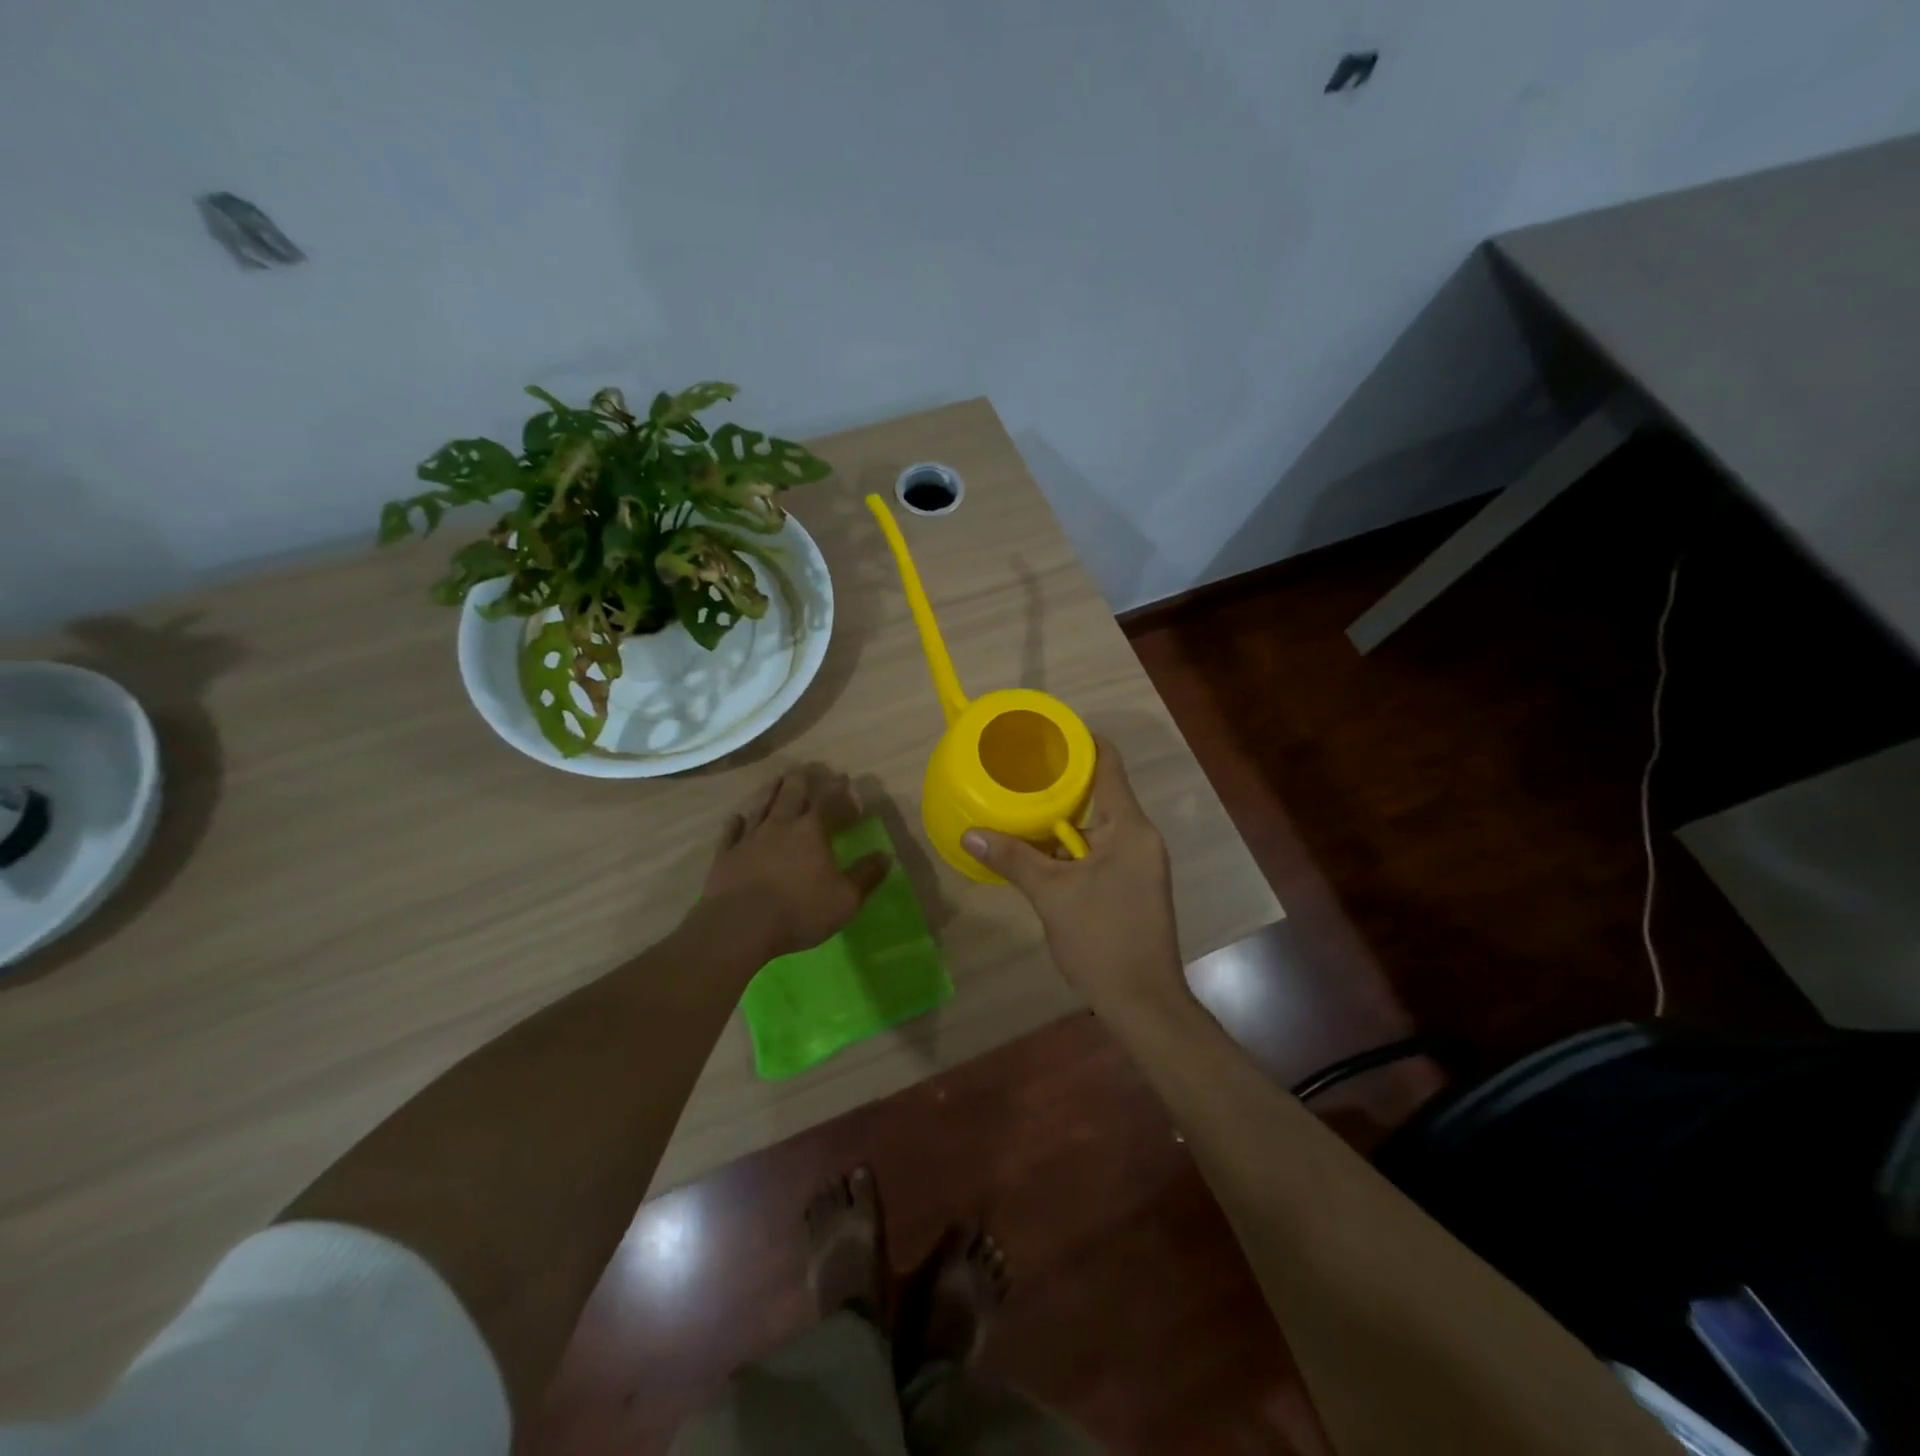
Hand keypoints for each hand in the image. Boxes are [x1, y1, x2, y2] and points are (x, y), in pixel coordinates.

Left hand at [701, 765, 890, 962]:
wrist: (739, 927)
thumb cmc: (799, 911)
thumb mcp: (845, 899)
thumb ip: (866, 876)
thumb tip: (885, 856)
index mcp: (810, 832)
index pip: (827, 802)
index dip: (836, 789)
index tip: (843, 778)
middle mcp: (779, 827)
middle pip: (790, 795)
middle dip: (799, 780)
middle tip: (801, 767)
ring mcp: (749, 839)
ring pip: (761, 807)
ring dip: (769, 792)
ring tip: (775, 780)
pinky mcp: (725, 856)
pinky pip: (731, 833)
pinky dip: (735, 823)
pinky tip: (736, 817)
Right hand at [962, 737, 1185, 1011]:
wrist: (1143, 1001)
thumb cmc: (1102, 939)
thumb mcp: (1051, 895)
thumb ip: (1012, 858)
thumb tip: (969, 833)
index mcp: (1128, 827)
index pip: (1109, 764)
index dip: (1081, 740)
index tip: (1046, 731)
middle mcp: (1140, 837)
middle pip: (1101, 792)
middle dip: (1062, 780)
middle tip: (1020, 769)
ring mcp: (1139, 862)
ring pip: (1098, 824)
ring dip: (1063, 817)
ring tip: (1021, 803)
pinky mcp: (1133, 884)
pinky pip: (1100, 849)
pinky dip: (1071, 844)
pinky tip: (1039, 849)